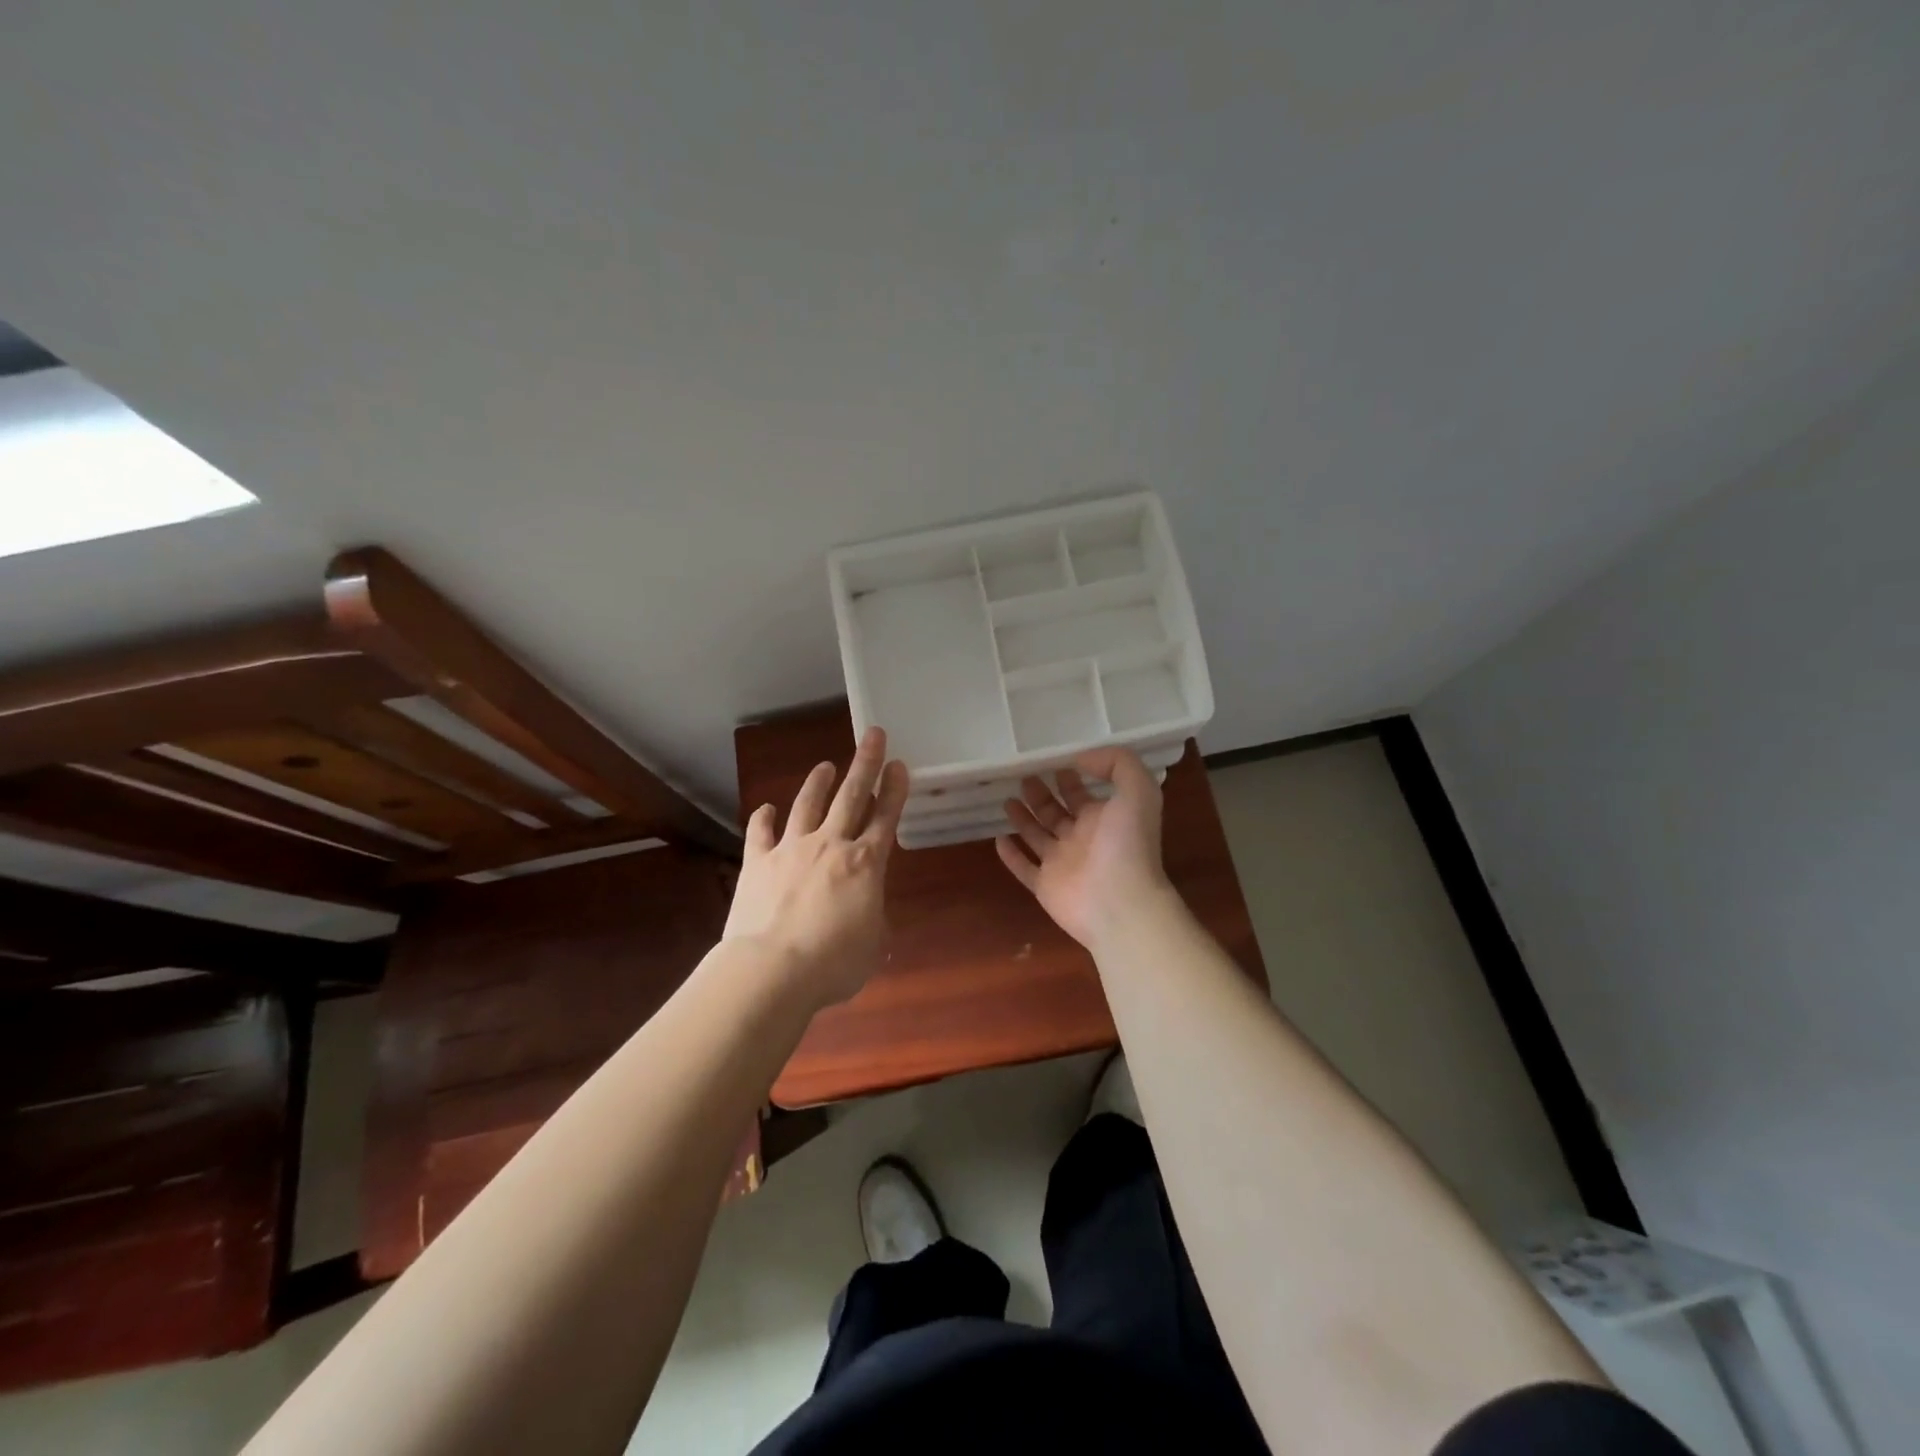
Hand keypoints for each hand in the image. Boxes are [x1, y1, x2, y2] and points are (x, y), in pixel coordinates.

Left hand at [726, 726, 908, 1008]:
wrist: (772, 969)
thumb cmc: (833, 963)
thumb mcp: (871, 943)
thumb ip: (871, 916)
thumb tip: (864, 909)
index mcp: (865, 864)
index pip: (885, 818)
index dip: (894, 790)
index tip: (899, 764)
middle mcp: (830, 845)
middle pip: (851, 796)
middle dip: (865, 764)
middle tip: (873, 736)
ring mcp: (791, 849)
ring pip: (807, 805)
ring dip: (818, 783)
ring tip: (825, 765)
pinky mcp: (758, 863)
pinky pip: (760, 833)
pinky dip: (764, 818)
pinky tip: (766, 808)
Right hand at [995, 747, 1172, 949]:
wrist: (1120, 904)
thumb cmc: (1127, 845)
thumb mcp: (1138, 791)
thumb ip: (1117, 764)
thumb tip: (1081, 758)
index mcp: (1105, 818)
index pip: (1082, 794)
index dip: (1069, 778)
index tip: (1049, 761)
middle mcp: (1082, 839)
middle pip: (1056, 812)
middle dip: (1042, 794)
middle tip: (1023, 776)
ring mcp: (1062, 864)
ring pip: (1038, 836)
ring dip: (1023, 818)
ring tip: (1007, 799)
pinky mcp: (1045, 886)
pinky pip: (1024, 869)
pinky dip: (1011, 856)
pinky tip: (999, 839)